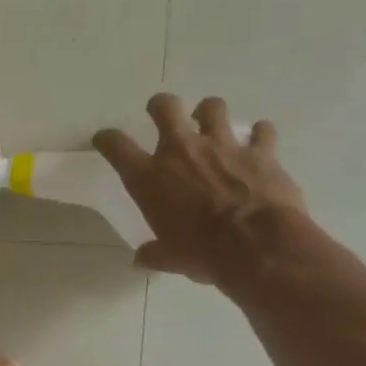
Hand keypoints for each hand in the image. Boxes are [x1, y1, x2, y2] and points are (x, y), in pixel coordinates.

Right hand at [94, 94, 311, 286]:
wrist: (258, 247)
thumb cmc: (203, 253)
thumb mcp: (170, 258)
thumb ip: (154, 253)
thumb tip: (142, 259)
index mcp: (149, 178)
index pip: (116, 146)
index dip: (107, 139)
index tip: (105, 139)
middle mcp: (181, 152)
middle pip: (165, 108)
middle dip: (161, 106)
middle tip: (162, 113)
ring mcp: (222, 146)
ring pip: (213, 107)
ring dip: (209, 112)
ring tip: (211, 123)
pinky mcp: (260, 152)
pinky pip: (261, 132)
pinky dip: (259, 134)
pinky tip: (259, 141)